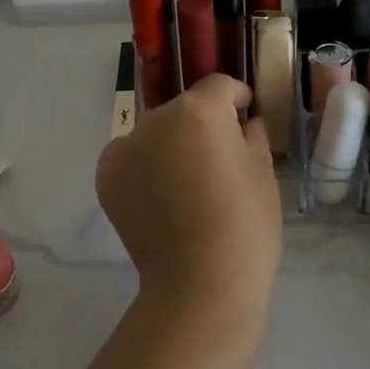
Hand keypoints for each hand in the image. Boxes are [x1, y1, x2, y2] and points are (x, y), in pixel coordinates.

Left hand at [96, 74, 281, 323]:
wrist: (199, 282)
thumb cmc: (244, 224)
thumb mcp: (262, 173)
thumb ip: (252, 136)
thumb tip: (245, 122)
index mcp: (199, 110)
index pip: (219, 86)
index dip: (236, 98)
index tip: (244, 116)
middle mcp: (156, 118)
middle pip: (184, 109)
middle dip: (201, 124)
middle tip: (217, 160)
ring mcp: (126, 145)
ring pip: (155, 132)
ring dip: (170, 144)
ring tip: (186, 182)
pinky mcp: (106, 174)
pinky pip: (129, 156)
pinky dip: (142, 165)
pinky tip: (158, 194)